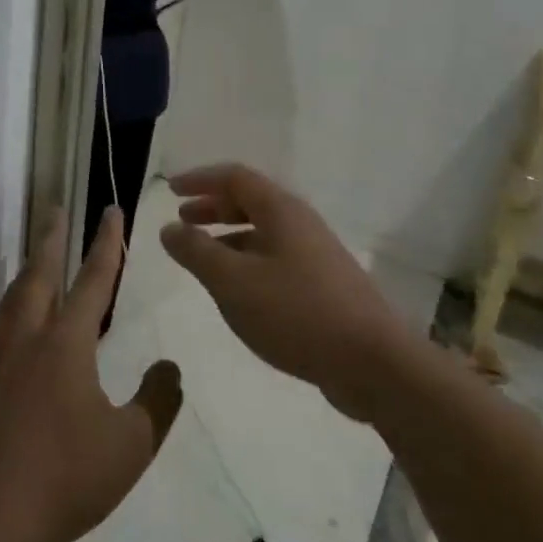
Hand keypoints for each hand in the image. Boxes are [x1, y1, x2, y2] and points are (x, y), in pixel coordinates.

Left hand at [0, 208, 182, 541]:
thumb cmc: (65, 477)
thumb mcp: (130, 445)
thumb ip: (156, 402)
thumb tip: (169, 369)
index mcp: (65, 344)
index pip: (92, 281)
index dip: (106, 244)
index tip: (110, 211)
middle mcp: (28, 340)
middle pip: (39, 275)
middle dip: (51, 240)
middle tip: (56, 211)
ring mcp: (1, 362)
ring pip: (14, 298)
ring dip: (29, 269)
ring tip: (37, 257)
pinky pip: (3, 325)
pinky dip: (16, 304)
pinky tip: (22, 322)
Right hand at [159, 163, 409, 420]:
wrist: (373, 364)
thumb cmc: (296, 312)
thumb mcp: (232, 281)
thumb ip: (196, 251)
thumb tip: (169, 228)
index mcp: (281, 211)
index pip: (235, 177)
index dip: (200, 179)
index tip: (171, 190)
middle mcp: (300, 224)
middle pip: (251, 202)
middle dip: (213, 207)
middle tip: (182, 219)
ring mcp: (316, 256)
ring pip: (264, 233)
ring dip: (228, 237)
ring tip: (202, 256)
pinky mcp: (324, 287)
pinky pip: (275, 260)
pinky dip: (247, 262)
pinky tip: (237, 290)